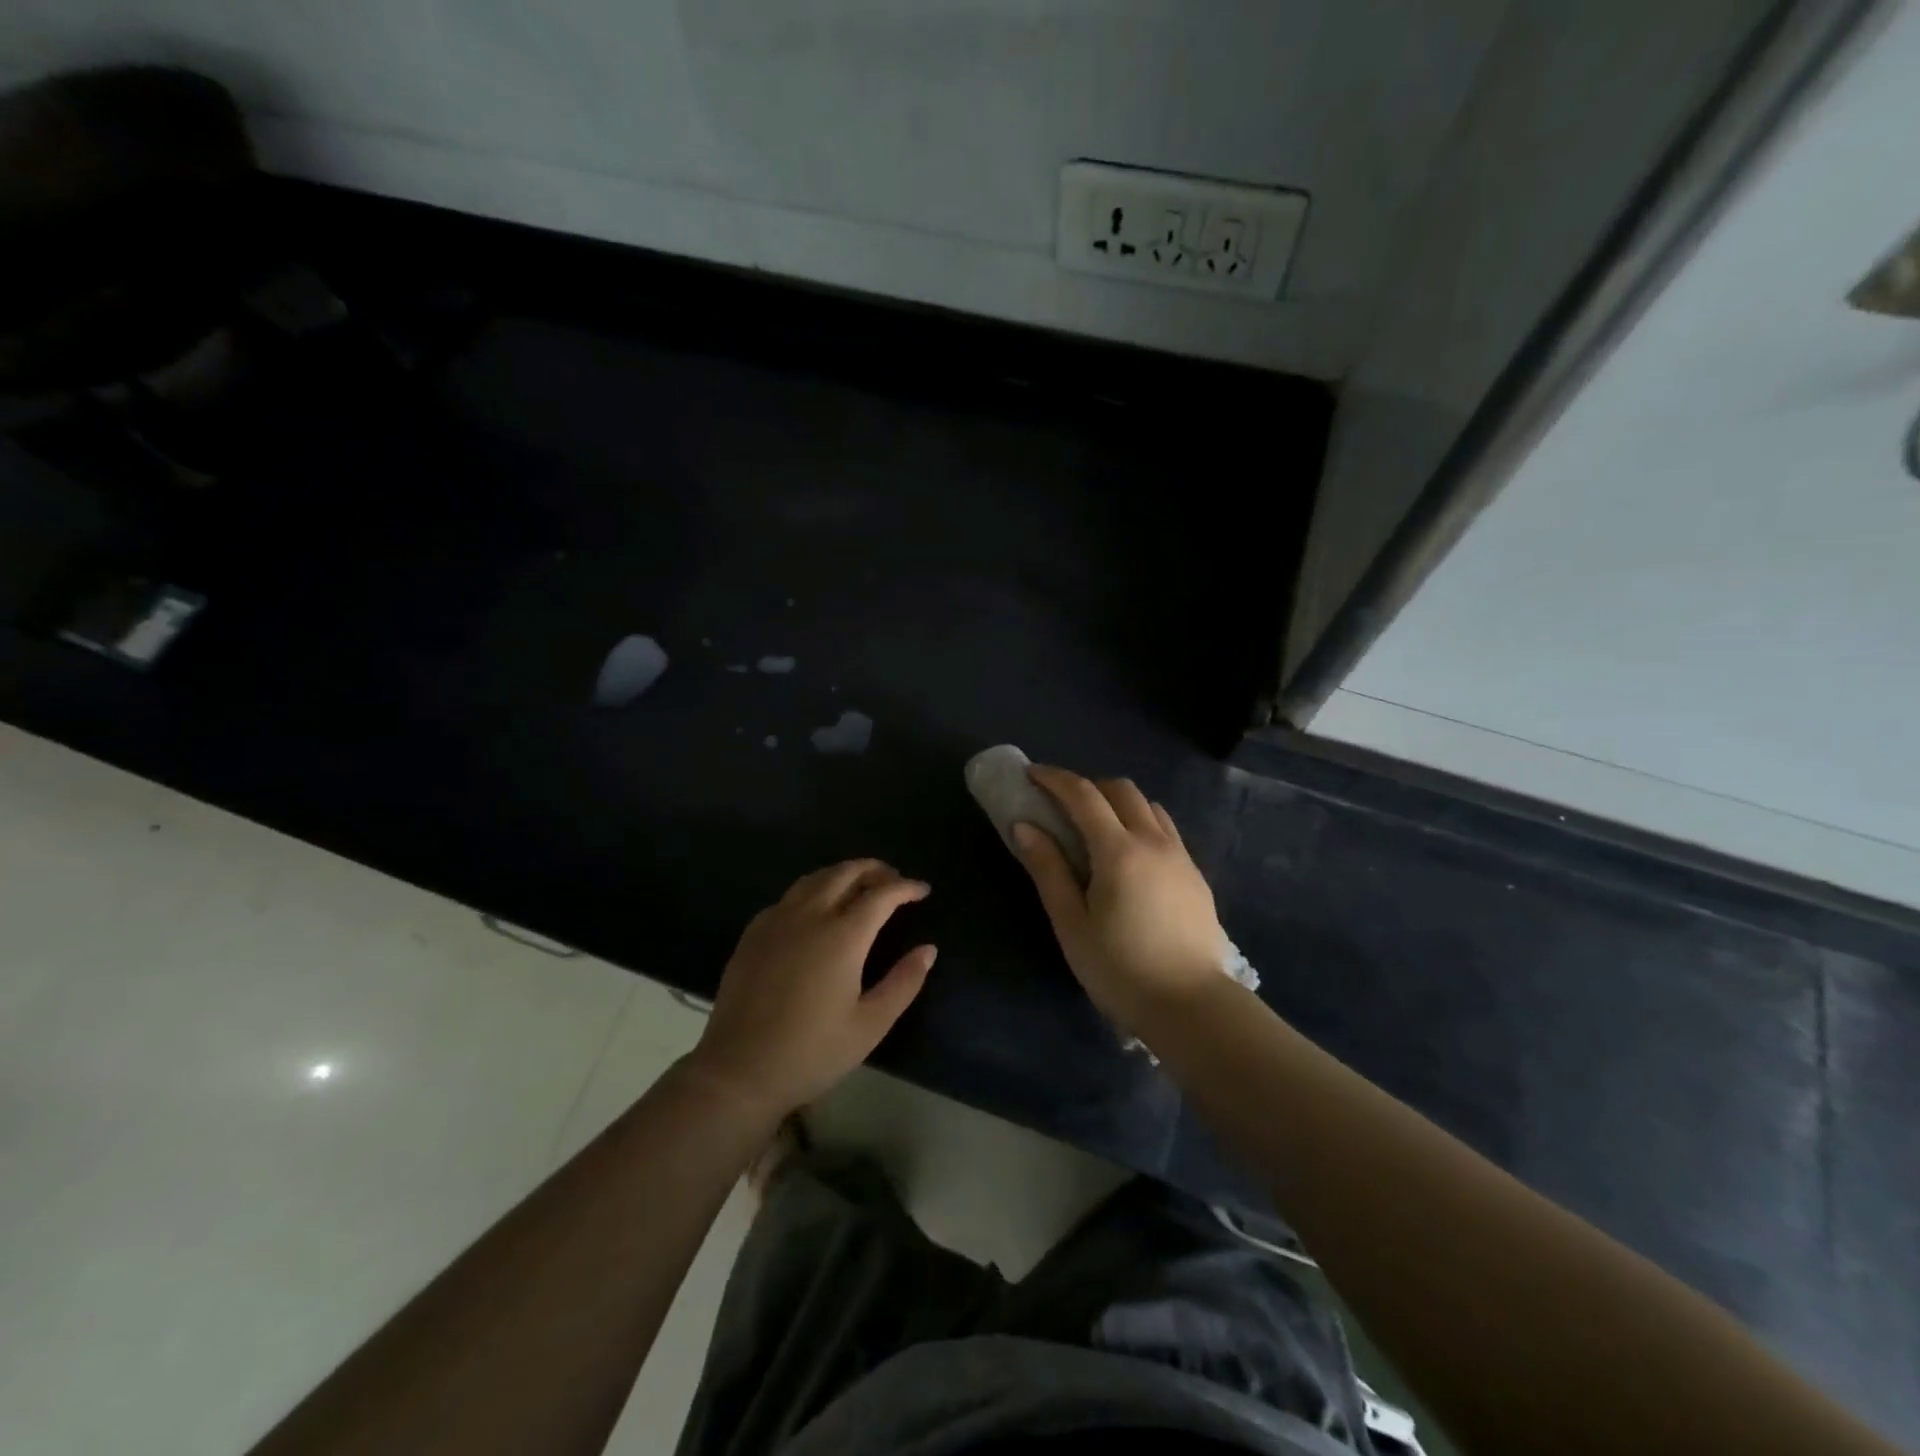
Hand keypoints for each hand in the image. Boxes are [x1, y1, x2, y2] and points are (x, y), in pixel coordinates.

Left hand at [689, 860, 935, 1120]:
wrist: (739, 1071)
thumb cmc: (812, 1052)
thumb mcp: (870, 1025)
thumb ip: (903, 982)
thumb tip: (928, 949)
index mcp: (842, 936)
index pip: (881, 895)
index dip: (905, 887)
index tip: (923, 890)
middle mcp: (810, 915)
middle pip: (846, 873)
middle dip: (875, 869)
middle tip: (893, 880)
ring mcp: (777, 921)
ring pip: (815, 878)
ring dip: (843, 874)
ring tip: (860, 886)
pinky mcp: (753, 933)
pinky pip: (789, 896)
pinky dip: (813, 890)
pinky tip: (816, 909)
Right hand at [1013, 766, 1227, 1035]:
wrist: (1192, 1006)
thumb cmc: (1120, 969)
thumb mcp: (1071, 923)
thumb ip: (1048, 869)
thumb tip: (1025, 826)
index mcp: (1119, 851)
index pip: (1084, 795)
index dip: (1055, 779)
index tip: (1032, 775)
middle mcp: (1154, 841)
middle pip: (1121, 790)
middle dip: (1088, 786)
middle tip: (1061, 805)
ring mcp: (1181, 857)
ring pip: (1148, 806)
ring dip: (1118, 803)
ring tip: (1096, 829)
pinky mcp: (1196, 875)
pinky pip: (1166, 830)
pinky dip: (1141, 823)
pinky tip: (1130, 856)